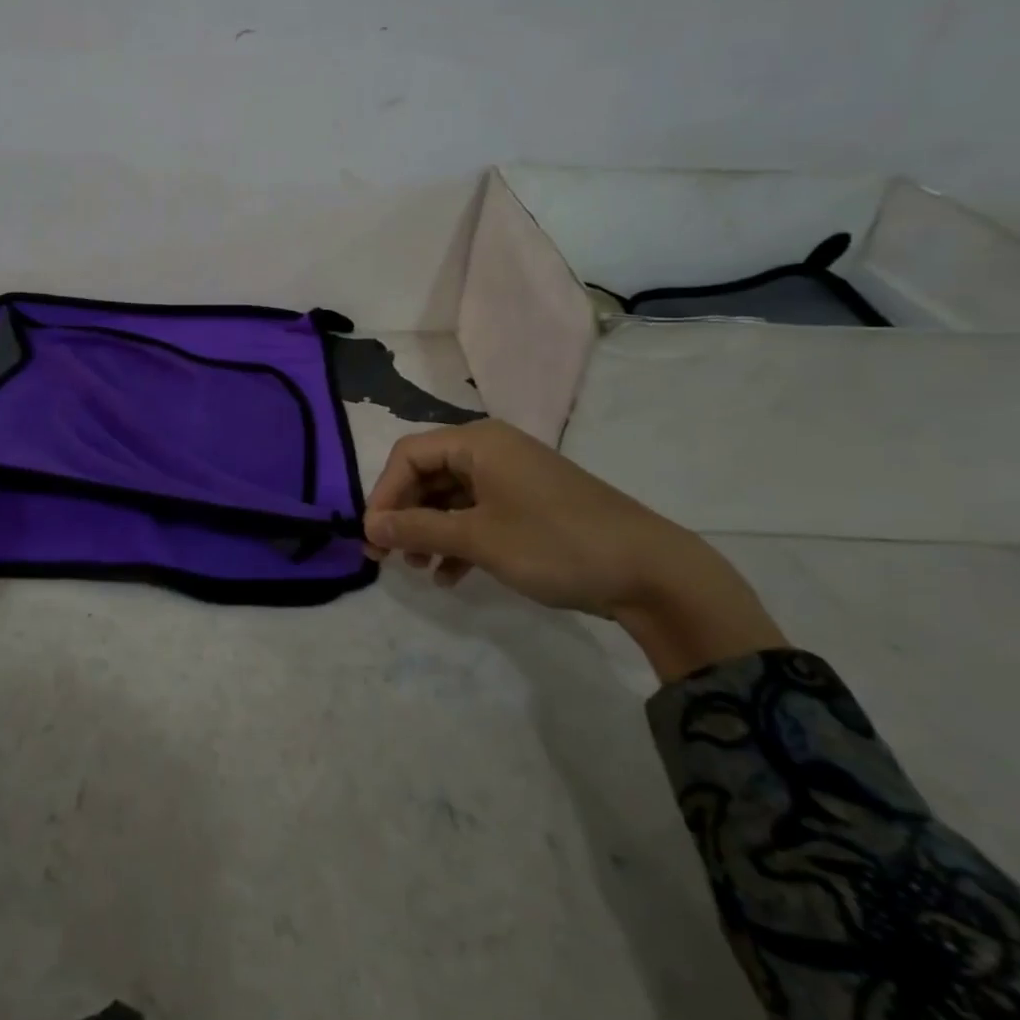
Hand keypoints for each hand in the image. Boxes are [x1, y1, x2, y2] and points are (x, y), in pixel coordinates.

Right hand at [363, 419, 785, 680]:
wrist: (651, 572)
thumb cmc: (555, 543)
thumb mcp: (478, 538)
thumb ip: (417, 529)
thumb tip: (368, 528)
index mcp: (478, 442)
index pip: (408, 455)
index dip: (384, 494)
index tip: (373, 537)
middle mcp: (491, 450)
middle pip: (427, 475)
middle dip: (404, 515)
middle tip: (387, 557)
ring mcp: (512, 478)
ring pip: (450, 498)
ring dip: (428, 532)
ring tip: (418, 571)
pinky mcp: (528, 506)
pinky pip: (477, 515)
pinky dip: (458, 541)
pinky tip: (449, 577)